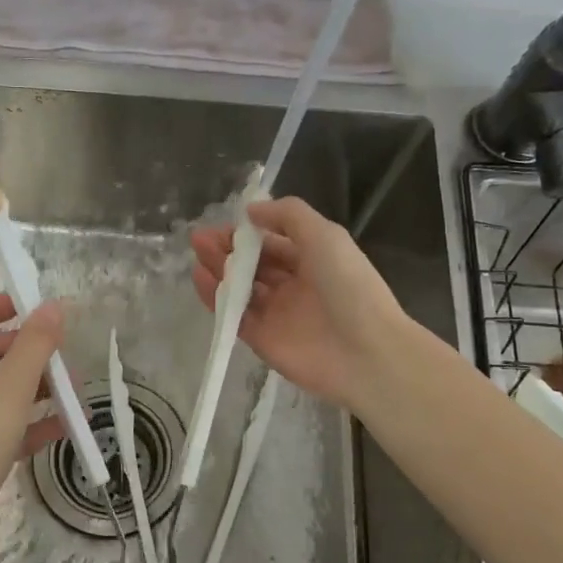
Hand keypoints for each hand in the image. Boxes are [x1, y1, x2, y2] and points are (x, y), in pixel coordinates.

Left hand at [0, 293, 64, 562]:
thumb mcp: (12, 386)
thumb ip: (36, 343)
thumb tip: (53, 306)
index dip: (3, 306)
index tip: (38, 303)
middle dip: (28, 353)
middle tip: (63, 352)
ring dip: (35, 389)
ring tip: (74, 390)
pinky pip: (1, 426)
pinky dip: (29, 423)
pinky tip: (64, 426)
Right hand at [190, 196, 410, 410]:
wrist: (365, 352)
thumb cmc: (348, 286)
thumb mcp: (324, 235)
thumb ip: (288, 215)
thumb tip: (252, 210)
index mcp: (313, 259)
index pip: (274, 242)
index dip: (249, 232)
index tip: (224, 223)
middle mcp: (295, 285)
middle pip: (254, 264)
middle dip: (228, 249)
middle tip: (200, 238)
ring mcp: (277, 313)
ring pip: (241, 288)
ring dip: (219, 270)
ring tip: (197, 254)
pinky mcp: (262, 339)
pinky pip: (234, 315)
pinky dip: (215, 298)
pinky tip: (200, 279)